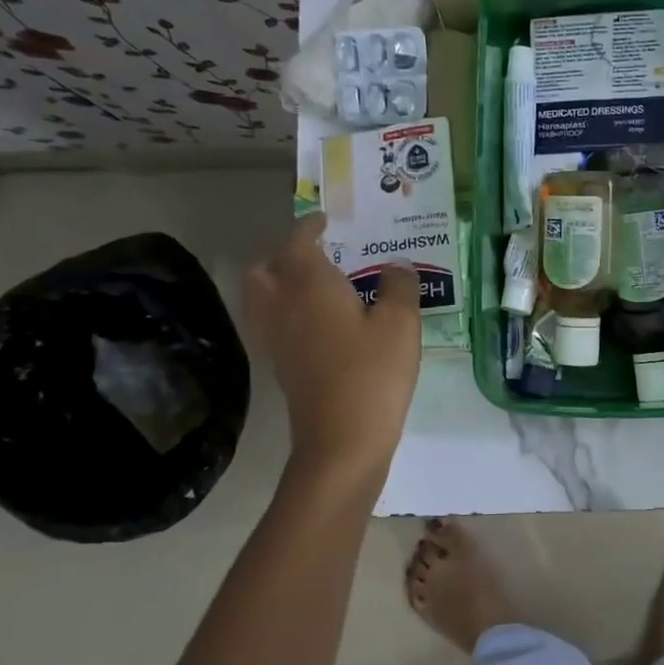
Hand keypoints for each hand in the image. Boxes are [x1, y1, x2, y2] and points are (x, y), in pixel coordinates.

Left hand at [245, 212, 420, 475]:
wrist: (342, 442)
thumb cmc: (372, 374)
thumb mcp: (401, 324)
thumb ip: (400, 286)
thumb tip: (396, 267)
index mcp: (309, 285)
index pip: (299, 241)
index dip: (311, 226)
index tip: (328, 221)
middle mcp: (282, 306)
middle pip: (266, 268)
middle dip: (286, 254)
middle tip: (319, 255)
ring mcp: (276, 340)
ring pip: (262, 297)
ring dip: (281, 282)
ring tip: (316, 287)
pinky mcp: (281, 367)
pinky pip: (273, 324)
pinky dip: (287, 312)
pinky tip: (319, 324)